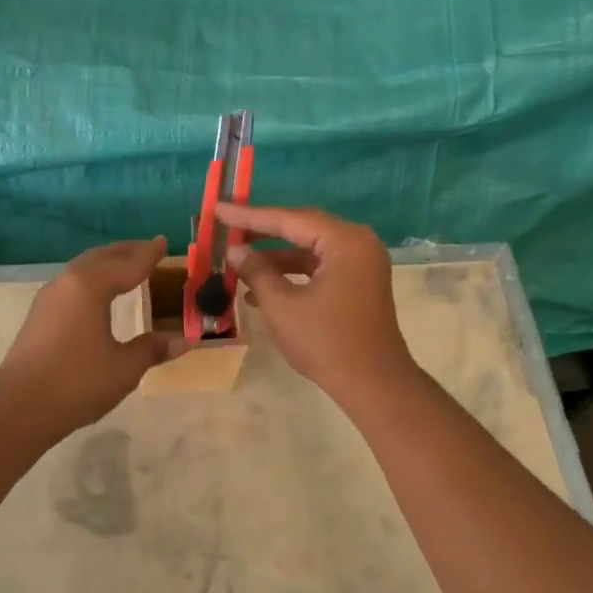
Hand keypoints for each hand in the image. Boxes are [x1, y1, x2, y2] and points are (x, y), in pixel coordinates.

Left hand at [0, 238, 186, 436]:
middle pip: (100, 258)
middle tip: (147, 249)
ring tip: (125, 269)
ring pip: (82, 270)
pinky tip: (98, 296)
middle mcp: (67, 283)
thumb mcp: (124, 367)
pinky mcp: (39, 317)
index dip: (148, 254)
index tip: (164, 241)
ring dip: (106, 265)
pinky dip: (92, 281)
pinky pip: (72, 286)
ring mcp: (48, 299)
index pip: (127, 264)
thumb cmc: (77, 382)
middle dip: (125, 252)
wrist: (19, 408)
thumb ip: (153, 349)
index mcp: (90, 286)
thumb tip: (186, 340)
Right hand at [216, 204, 417, 404]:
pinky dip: (292, 276)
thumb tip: (235, 250)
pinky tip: (259, 292)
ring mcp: (361, 265)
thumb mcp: (282, 306)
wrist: (373, 384)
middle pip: (302, 229)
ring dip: (274, 258)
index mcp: (345, 241)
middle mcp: (358, 244)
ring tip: (237, 263)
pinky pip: (319, 269)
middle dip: (262, 233)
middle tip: (226, 227)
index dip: (250, 216)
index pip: (290, 219)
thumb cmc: (326, 342)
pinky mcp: (358, 284)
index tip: (219, 209)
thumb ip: (256, 272)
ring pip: (309, 251)